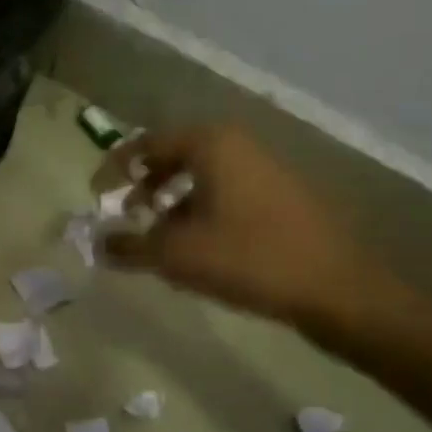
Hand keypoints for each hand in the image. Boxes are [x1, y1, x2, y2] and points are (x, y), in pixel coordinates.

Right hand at [97, 123, 383, 330]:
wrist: (335, 287)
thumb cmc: (248, 258)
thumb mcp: (176, 255)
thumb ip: (129, 246)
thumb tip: (97, 243)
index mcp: (211, 144)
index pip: (146, 144)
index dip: (115, 168)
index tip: (96, 195)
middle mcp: (238, 145)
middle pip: (175, 155)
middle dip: (145, 184)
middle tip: (129, 214)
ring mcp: (264, 168)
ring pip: (202, 174)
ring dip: (172, 200)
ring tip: (160, 235)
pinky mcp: (281, 195)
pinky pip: (225, 190)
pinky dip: (200, 208)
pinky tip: (198, 245)